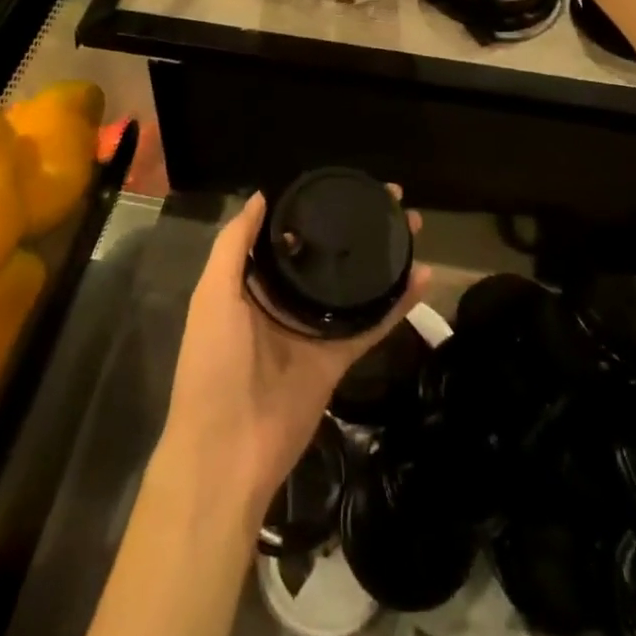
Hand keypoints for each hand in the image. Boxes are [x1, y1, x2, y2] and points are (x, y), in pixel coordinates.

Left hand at [161, 190, 429, 521]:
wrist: (228, 451)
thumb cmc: (214, 363)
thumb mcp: (212, 295)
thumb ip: (234, 245)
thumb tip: (261, 195)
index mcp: (251, 284)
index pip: (288, 235)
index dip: (313, 209)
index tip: (343, 184)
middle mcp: (285, 301)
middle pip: (327, 256)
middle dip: (357, 228)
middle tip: (392, 199)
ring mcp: (314, 329)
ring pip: (354, 285)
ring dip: (383, 258)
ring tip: (412, 227)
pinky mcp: (338, 357)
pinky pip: (372, 324)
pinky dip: (398, 303)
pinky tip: (423, 276)